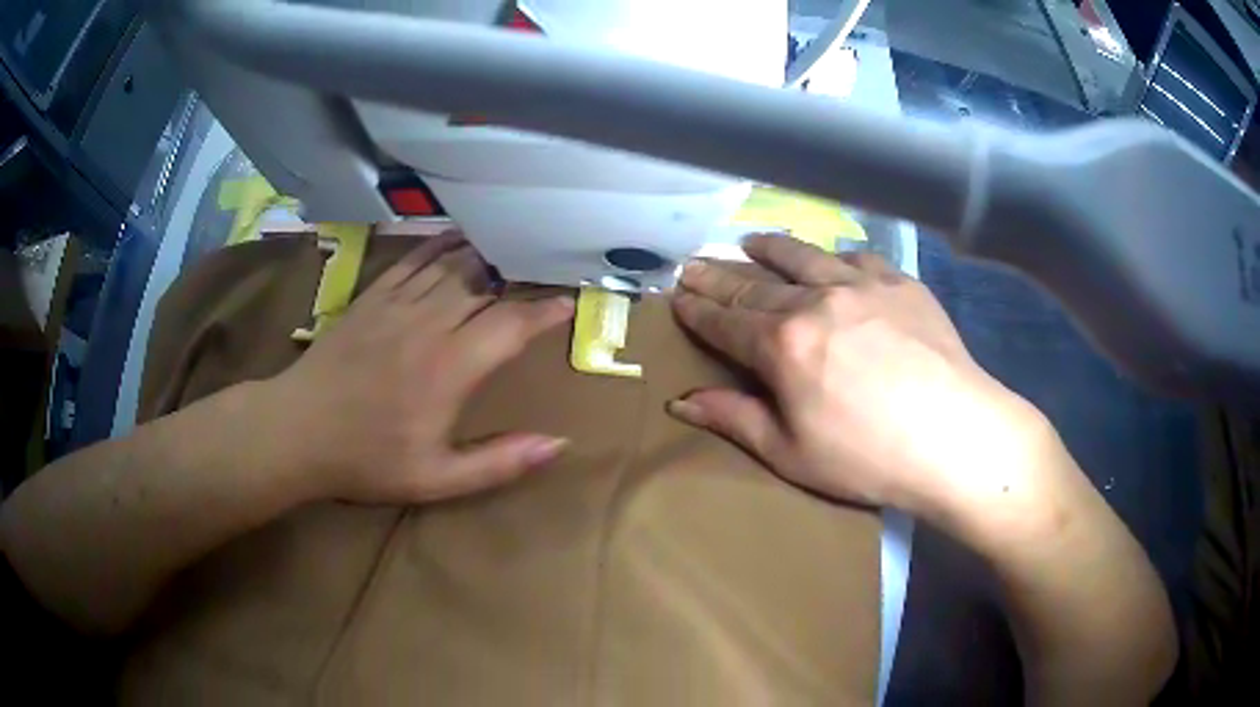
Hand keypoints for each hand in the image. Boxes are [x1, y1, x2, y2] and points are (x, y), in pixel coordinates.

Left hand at [266, 233, 574, 504]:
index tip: (567, 304)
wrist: (298, 430)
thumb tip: (558, 445)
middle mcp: (429, 324)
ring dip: (485, 254)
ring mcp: (396, 305)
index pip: (510, 325)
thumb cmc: (367, 459)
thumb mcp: (437, 479)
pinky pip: (413, 260)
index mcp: (450, 367)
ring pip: (451, 265)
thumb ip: (499, 462)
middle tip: (543, 269)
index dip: (543, 312)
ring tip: (511, 244)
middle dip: (519, 276)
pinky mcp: (371, 297)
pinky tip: (456, 236)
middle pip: (484, 285)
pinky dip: (439, 245)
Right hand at [668, 235, 1049, 515]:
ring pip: (804, 257)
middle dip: (718, 275)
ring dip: (771, 248)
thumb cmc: (867, 457)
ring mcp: (862, 285)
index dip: (697, 308)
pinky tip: (831, 258)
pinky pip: (858, 258)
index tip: (676, 294)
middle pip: (755, 283)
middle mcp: (816, 301)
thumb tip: (680, 402)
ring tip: (749, 240)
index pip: (725, 320)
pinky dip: (834, 256)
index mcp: (782, 345)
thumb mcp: (790, 452)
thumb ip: (734, 418)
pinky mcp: (901, 283)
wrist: (954, 436)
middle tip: (694, 264)